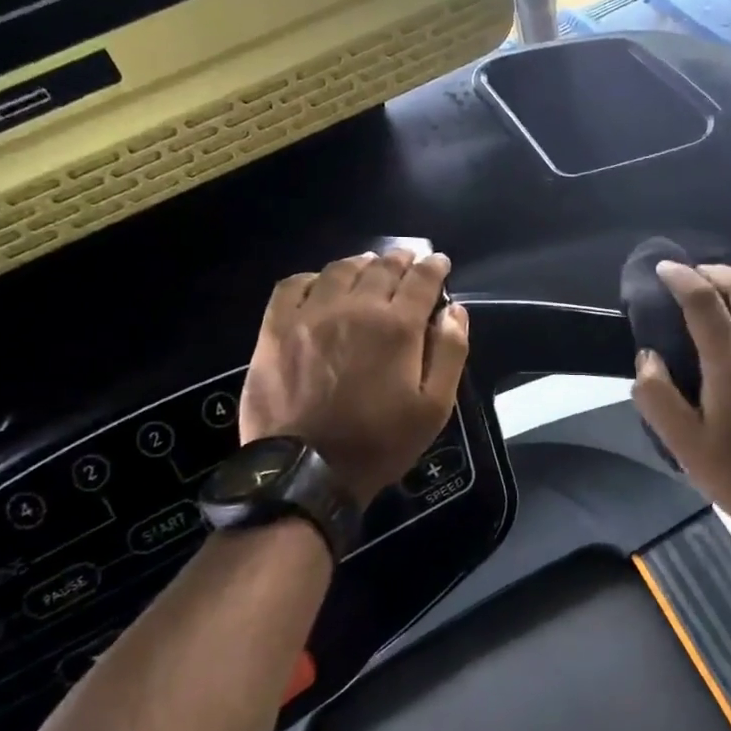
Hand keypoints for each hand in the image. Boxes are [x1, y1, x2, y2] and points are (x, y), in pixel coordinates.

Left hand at [239, 250, 469, 506]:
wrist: (306, 470)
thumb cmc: (379, 442)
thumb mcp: (434, 407)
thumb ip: (450, 352)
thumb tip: (454, 310)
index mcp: (397, 326)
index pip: (421, 279)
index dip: (433, 266)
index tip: (439, 262)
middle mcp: (355, 308)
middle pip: (381, 267)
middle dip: (401, 259)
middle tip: (408, 260)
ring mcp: (311, 314)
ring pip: (340, 270)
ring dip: (361, 263)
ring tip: (368, 266)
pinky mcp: (276, 328)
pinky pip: (293, 285)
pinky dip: (312, 277)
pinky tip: (320, 284)